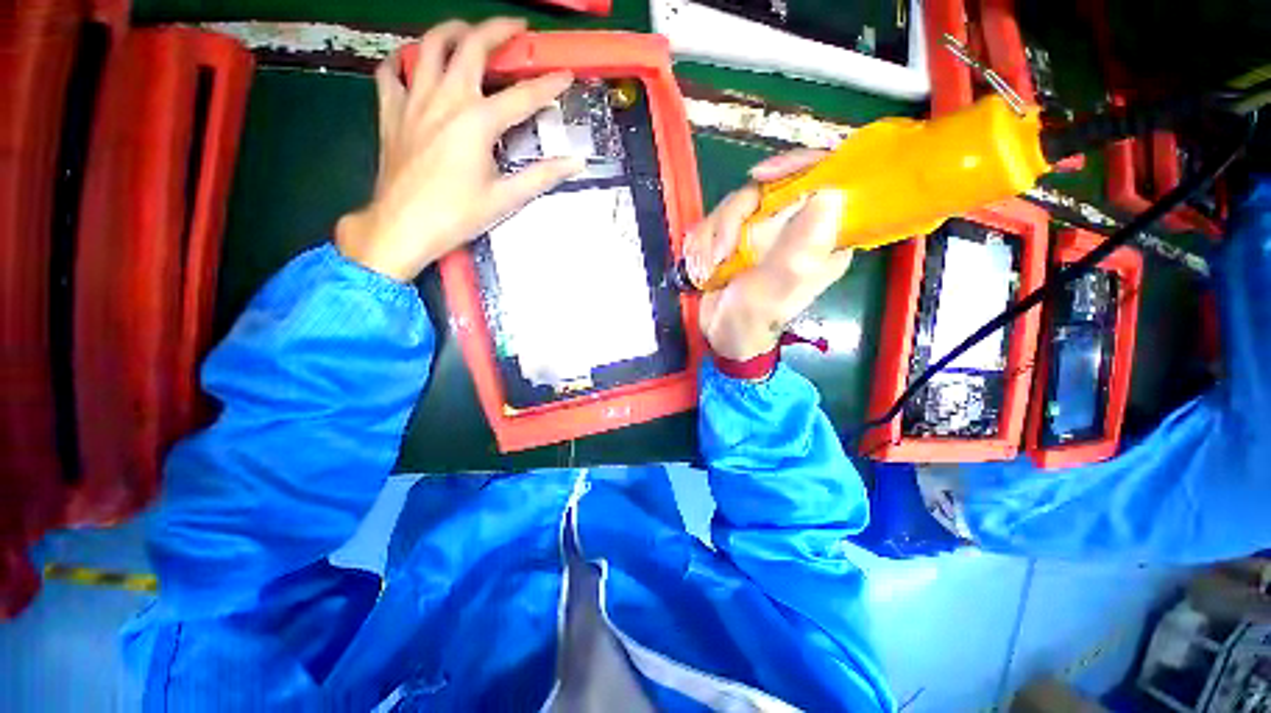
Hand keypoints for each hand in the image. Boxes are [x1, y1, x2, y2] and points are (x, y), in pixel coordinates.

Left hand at [336, 18, 584, 281]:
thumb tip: (575, 163)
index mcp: (477, 121)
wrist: (403, 226)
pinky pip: (391, 71)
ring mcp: (414, 100)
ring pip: (429, 46)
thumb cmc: (457, 215)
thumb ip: (542, 176)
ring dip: (452, 32)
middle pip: (471, 46)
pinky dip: (404, 60)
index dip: (548, 84)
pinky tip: (414, 63)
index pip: (522, 96)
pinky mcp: (391, 111)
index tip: (566, 75)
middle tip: (516, 28)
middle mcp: (445, 98)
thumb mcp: (506, 198)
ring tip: (468, 33)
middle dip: (497, 30)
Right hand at [685, 149, 853, 361]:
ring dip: (715, 236)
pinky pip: (715, 221)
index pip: (826, 179)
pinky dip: (703, 243)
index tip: (760, 176)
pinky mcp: (738, 237)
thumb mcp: (775, 289)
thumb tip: (832, 194)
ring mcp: (764, 231)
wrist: (721, 336)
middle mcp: (796, 228)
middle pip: (768, 187)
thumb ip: (800, 249)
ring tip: (711, 269)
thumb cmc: (753, 321)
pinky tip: (704, 269)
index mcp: (822, 238)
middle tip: (723, 251)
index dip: (797, 165)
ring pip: (736, 204)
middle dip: (736, 217)